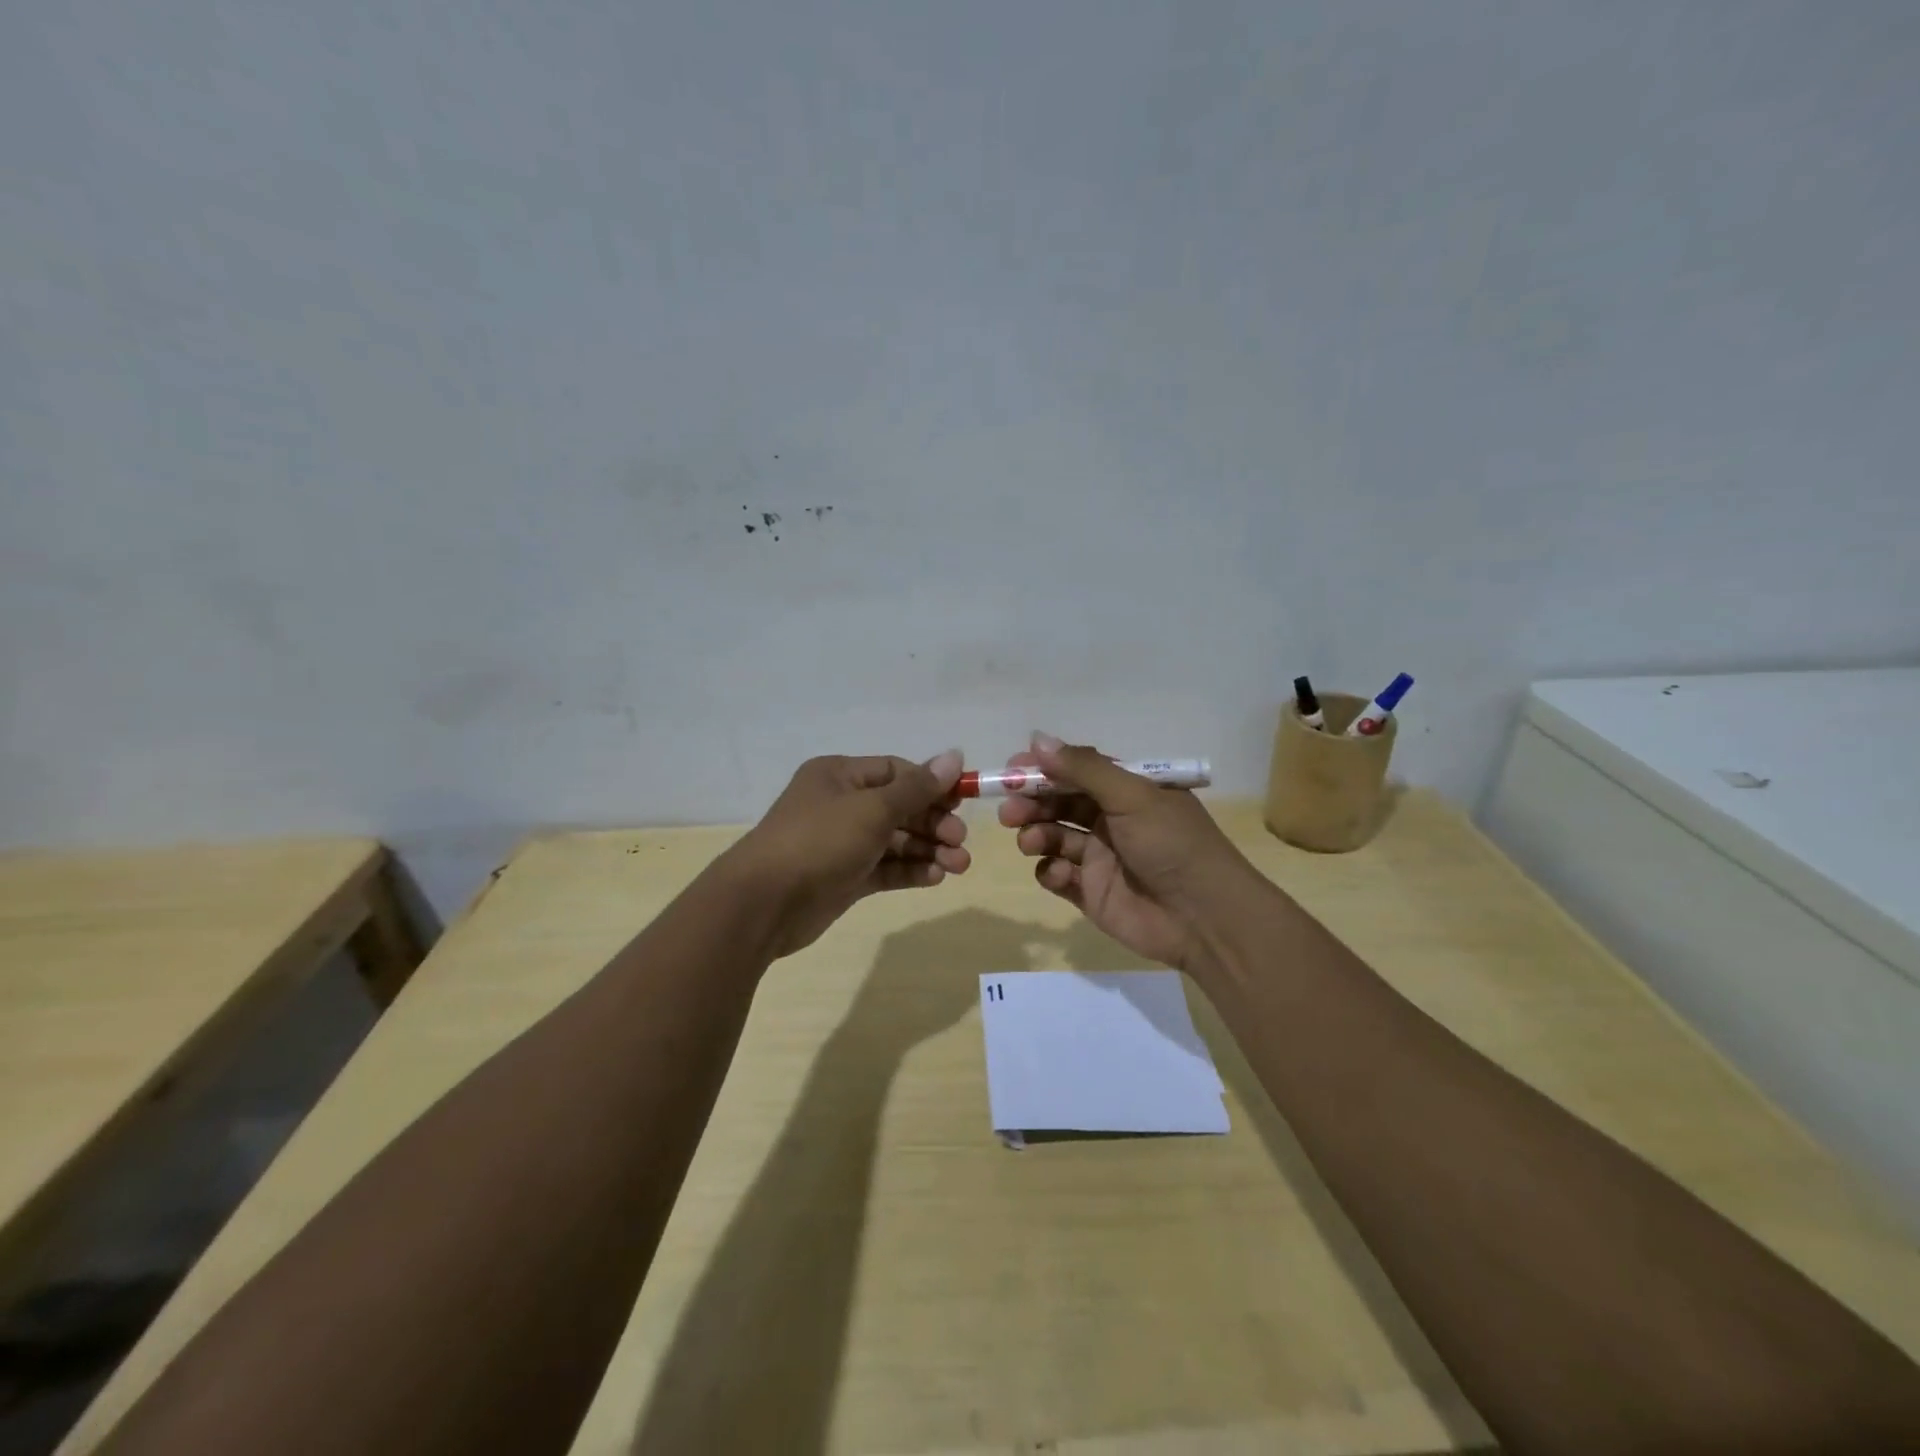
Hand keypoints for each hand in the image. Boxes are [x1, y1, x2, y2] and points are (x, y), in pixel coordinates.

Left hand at [724, 751, 969, 956]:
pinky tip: (936, 877)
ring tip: (960, 865)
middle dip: (934, 823)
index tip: (962, 802)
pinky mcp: (845, 877)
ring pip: (896, 841)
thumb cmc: (819, 841)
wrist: (764, 904)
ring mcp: (842, 843)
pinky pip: (885, 868)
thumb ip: (917, 788)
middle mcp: (841, 805)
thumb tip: (954, 755)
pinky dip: (911, 870)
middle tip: (960, 840)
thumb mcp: (872, 809)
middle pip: (899, 808)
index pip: (896, 772)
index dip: (931, 785)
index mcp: (840, 776)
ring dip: (929, 849)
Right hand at [999, 732, 1256, 972]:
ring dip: (1035, 834)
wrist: (1204, 918)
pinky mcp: (1091, 892)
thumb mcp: (1132, 796)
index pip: (1077, 770)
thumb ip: (1083, 768)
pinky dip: (1050, 871)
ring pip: (1053, 837)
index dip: (1044, 769)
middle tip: (1009, 810)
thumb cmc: (1172, 844)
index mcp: (1127, 790)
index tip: (1012, 771)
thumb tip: (1036, 739)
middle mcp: (1111, 819)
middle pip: (1059, 803)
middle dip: (1031, 803)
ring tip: (1031, 841)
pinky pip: (1057, 875)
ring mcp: (1100, 857)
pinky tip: (1058, 873)